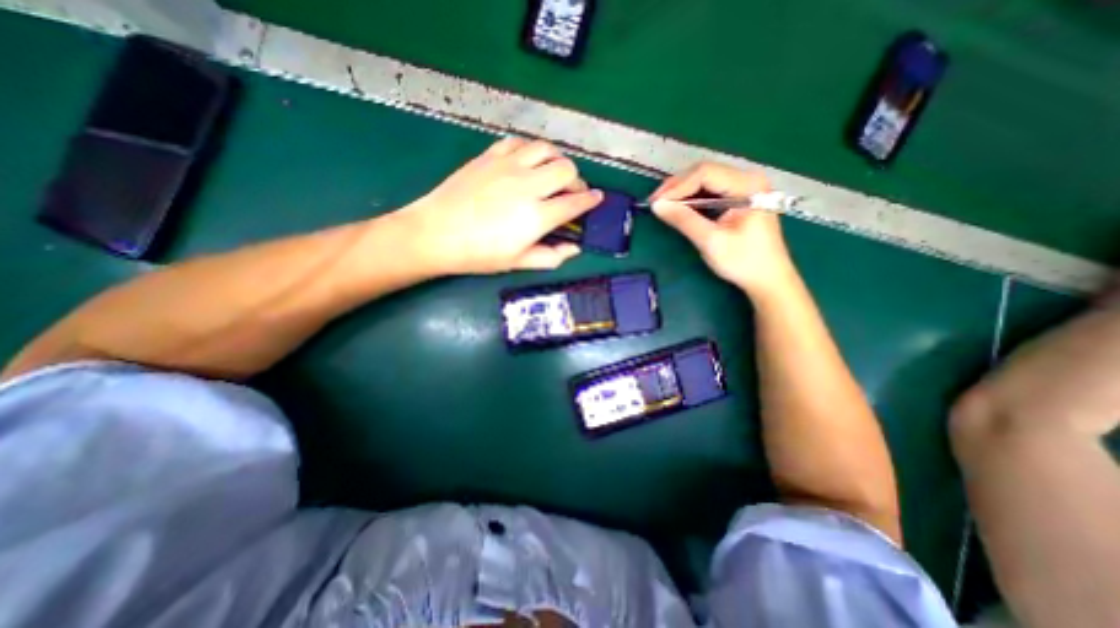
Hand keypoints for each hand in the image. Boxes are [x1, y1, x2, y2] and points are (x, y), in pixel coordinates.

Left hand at [399, 137, 599, 273]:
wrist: (436, 233)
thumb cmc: (478, 254)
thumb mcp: (518, 263)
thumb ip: (551, 256)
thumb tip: (575, 249)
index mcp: (537, 216)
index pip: (575, 203)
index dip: (591, 200)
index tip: (597, 198)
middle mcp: (528, 185)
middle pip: (566, 169)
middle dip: (576, 180)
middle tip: (571, 191)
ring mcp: (508, 166)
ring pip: (546, 149)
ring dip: (556, 160)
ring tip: (552, 173)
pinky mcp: (490, 156)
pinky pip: (519, 142)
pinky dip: (530, 150)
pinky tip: (526, 162)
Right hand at [652, 161, 800, 297]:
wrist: (768, 279)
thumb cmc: (743, 261)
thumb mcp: (710, 241)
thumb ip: (684, 220)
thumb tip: (657, 206)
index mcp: (747, 185)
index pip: (705, 173)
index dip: (676, 186)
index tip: (655, 203)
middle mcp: (748, 179)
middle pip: (705, 172)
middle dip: (677, 187)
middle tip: (656, 203)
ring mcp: (745, 187)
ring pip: (706, 180)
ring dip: (683, 192)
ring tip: (663, 205)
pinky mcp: (740, 198)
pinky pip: (711, 190)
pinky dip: (692, 198)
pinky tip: (680, 207)